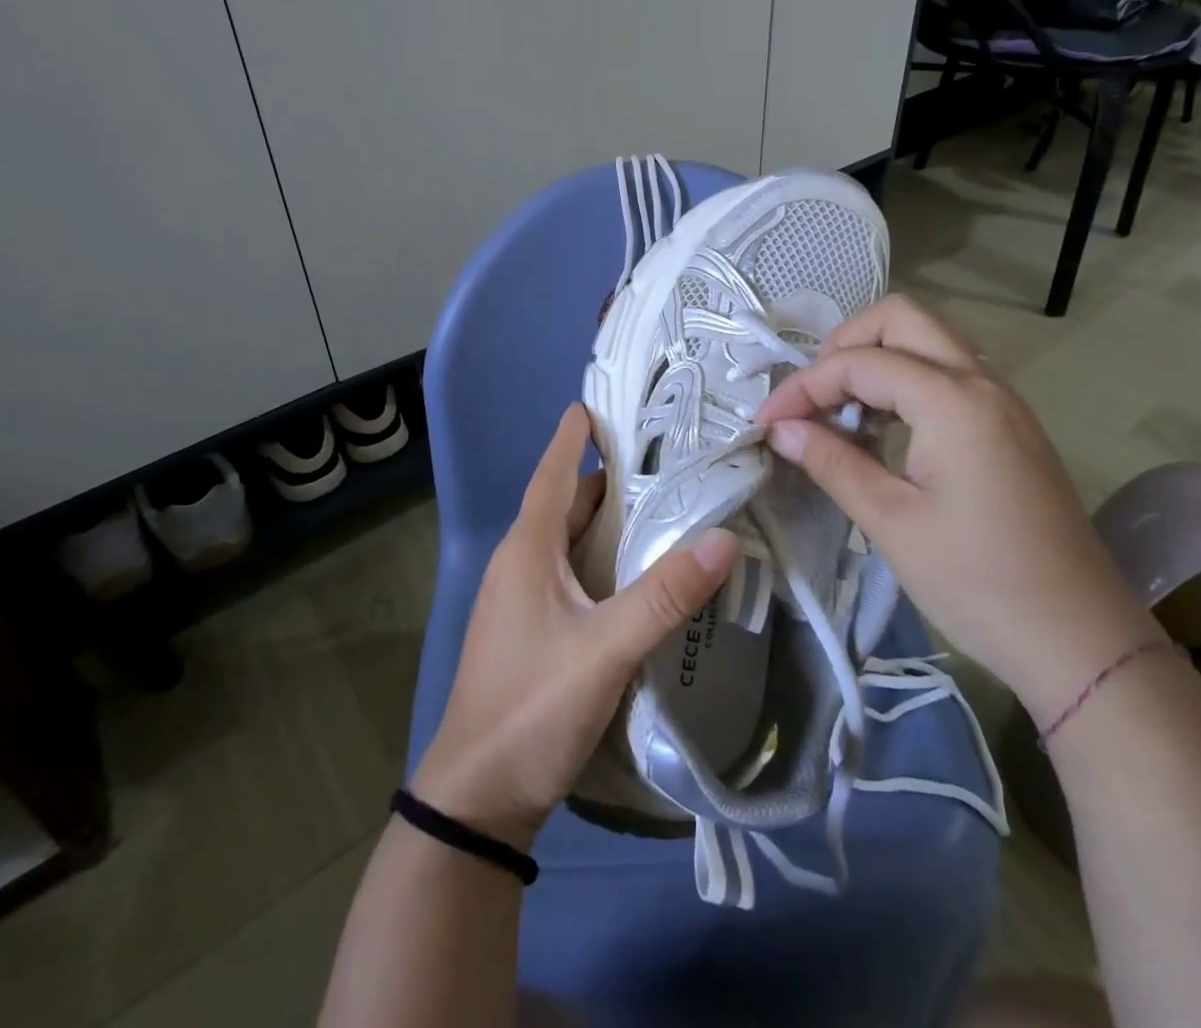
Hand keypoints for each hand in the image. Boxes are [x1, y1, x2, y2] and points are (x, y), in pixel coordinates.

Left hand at [411, 403, 737, 850]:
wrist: (476, 798)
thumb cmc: (531, 708)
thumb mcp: (605, 650)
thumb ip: (664, 596)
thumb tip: (723, 538)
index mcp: (527, 551)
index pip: (553, 473)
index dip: (573, 436)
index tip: (599, 402)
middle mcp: (520, 564)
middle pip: (566, 504)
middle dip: (608, 478)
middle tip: (664, 457)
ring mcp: (522, 599)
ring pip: (570, 541)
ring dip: (608, 521)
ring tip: (663, 505)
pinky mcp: (531, 629)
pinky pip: (572, 573)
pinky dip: (603, 559)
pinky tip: (638, 572)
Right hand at [753, 296, 1159, 722]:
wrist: (1081, 642)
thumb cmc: (980, 584)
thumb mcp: (892, 523)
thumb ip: (833, 463)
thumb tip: (781, 429)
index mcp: (953, 401)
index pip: (860, 363)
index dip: (803, 386)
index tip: (766, 424)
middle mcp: (982, 382)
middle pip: (901, 319)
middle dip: (844, 346)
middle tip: (813, 397)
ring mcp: (1002, 401)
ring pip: (928, 341)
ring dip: (876, 360)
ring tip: (840, 413)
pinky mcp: (1010, 426)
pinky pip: (948, 374)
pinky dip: (905, 382)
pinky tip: (882, 431)